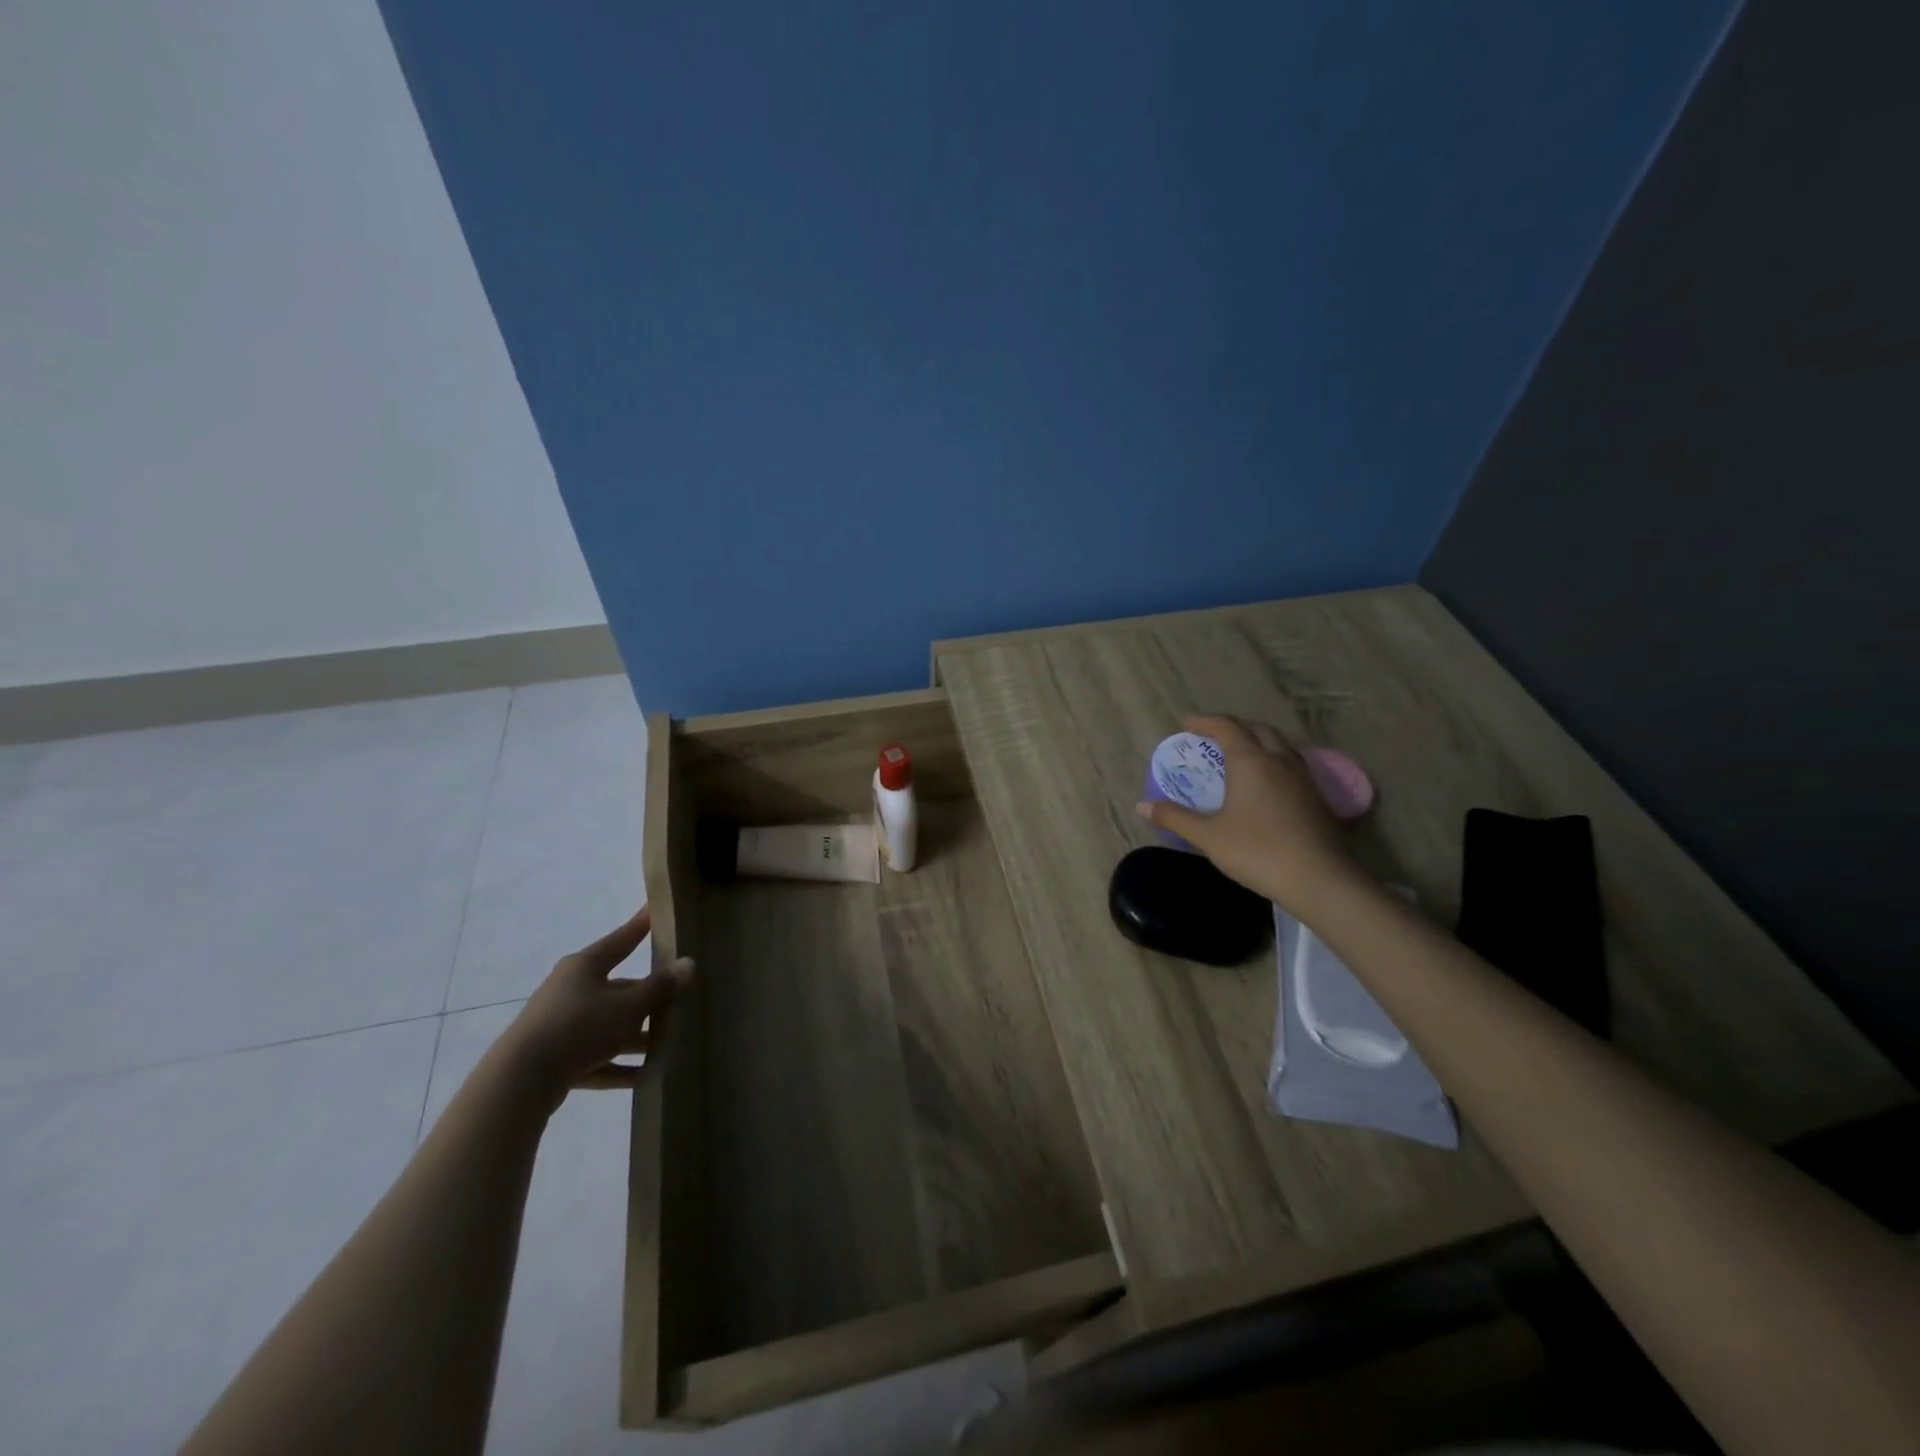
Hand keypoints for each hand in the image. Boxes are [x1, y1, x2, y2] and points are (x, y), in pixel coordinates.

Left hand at [496, 906, 692, 1108]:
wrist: (520, 1080)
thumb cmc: (580, 1026)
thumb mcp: (629, 1006)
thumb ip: (660, 987)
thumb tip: (689, 964)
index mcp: (586, 966)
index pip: (622, 939)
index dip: (642, 926)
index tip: (656, 910)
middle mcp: (571, 989)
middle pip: (619, 987)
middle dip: (648, 997)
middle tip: (679, 998)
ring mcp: (561, 1024)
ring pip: (608, 1024)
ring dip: (636, 1035)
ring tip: (668, 1043)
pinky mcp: (556, 1058)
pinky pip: (596, 1057)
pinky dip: (617, 1065)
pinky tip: (644, 1077)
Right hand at [1137, 715, 1360, 908]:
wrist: (1320, 879)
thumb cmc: (1257, 851)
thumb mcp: (1208, 836)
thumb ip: (1175, 818)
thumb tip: (1142, 806)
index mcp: (1250, 761)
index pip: (1226, 727)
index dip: (1205, 721)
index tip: (1187, 723)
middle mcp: (1278, 760)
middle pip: (1257, 729)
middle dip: (1234, 727)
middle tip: (1214, 737)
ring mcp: (1303, 777)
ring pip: (1279, 745)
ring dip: (1257, 741)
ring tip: (1240, 756)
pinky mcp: (1317, 796)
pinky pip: (1292, 764)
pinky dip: (1273, 761)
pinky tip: (1267, 784)